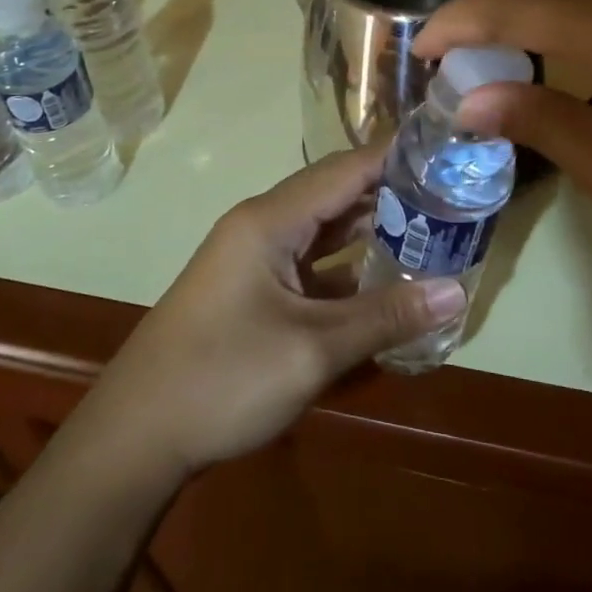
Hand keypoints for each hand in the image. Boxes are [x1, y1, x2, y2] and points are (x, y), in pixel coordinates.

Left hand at [82, 148, 466, 476]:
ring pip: (323, 229)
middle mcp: (262, 226)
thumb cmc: (222, 379)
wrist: (134, 437)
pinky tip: (383, 281)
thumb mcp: (313, 349)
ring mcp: (254, 258)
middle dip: (391, 193)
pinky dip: (346, 266)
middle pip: (335, 194)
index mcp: (270, 220)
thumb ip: (386, 317)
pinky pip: (309, 263)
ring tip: (430, 230)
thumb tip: (457, 292)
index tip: (447, 154)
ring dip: (370, 230)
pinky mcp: (252, 289)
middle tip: (451, 197)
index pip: (345, 169)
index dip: (395, 158)